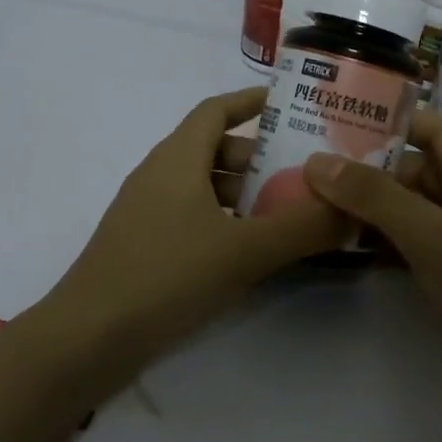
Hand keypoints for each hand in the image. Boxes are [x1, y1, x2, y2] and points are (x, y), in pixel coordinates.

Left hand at [46, 87, 346, 380]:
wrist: (87, 339)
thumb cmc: (166, 275)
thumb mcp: (243, 250)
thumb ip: (302, 228)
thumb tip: (354, 209)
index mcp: (177, 158)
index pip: (216, 110)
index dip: (252, 101)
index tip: (292, 105)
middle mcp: (160, 175)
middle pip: (215, 149)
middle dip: (261, 156)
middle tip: (307, 169)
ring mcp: (148, 213)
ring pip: (205, 187)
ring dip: (245, 193)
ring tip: (291, 211)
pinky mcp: (144, 247)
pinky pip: (194, 218)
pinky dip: (226, 222)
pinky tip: (253, 250)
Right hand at [304, 110, 441, 431]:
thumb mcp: (430, 234)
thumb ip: (375, 196)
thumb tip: (317, 162)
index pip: (431, 126)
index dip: (390, 118)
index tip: (337, 119)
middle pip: (412, 168)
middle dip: (365, 167)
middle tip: (309, 169)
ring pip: (407, 207)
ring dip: (367, 206)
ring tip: (312, 203)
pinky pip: (408, 242)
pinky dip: (378, 240)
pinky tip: (341, 246)